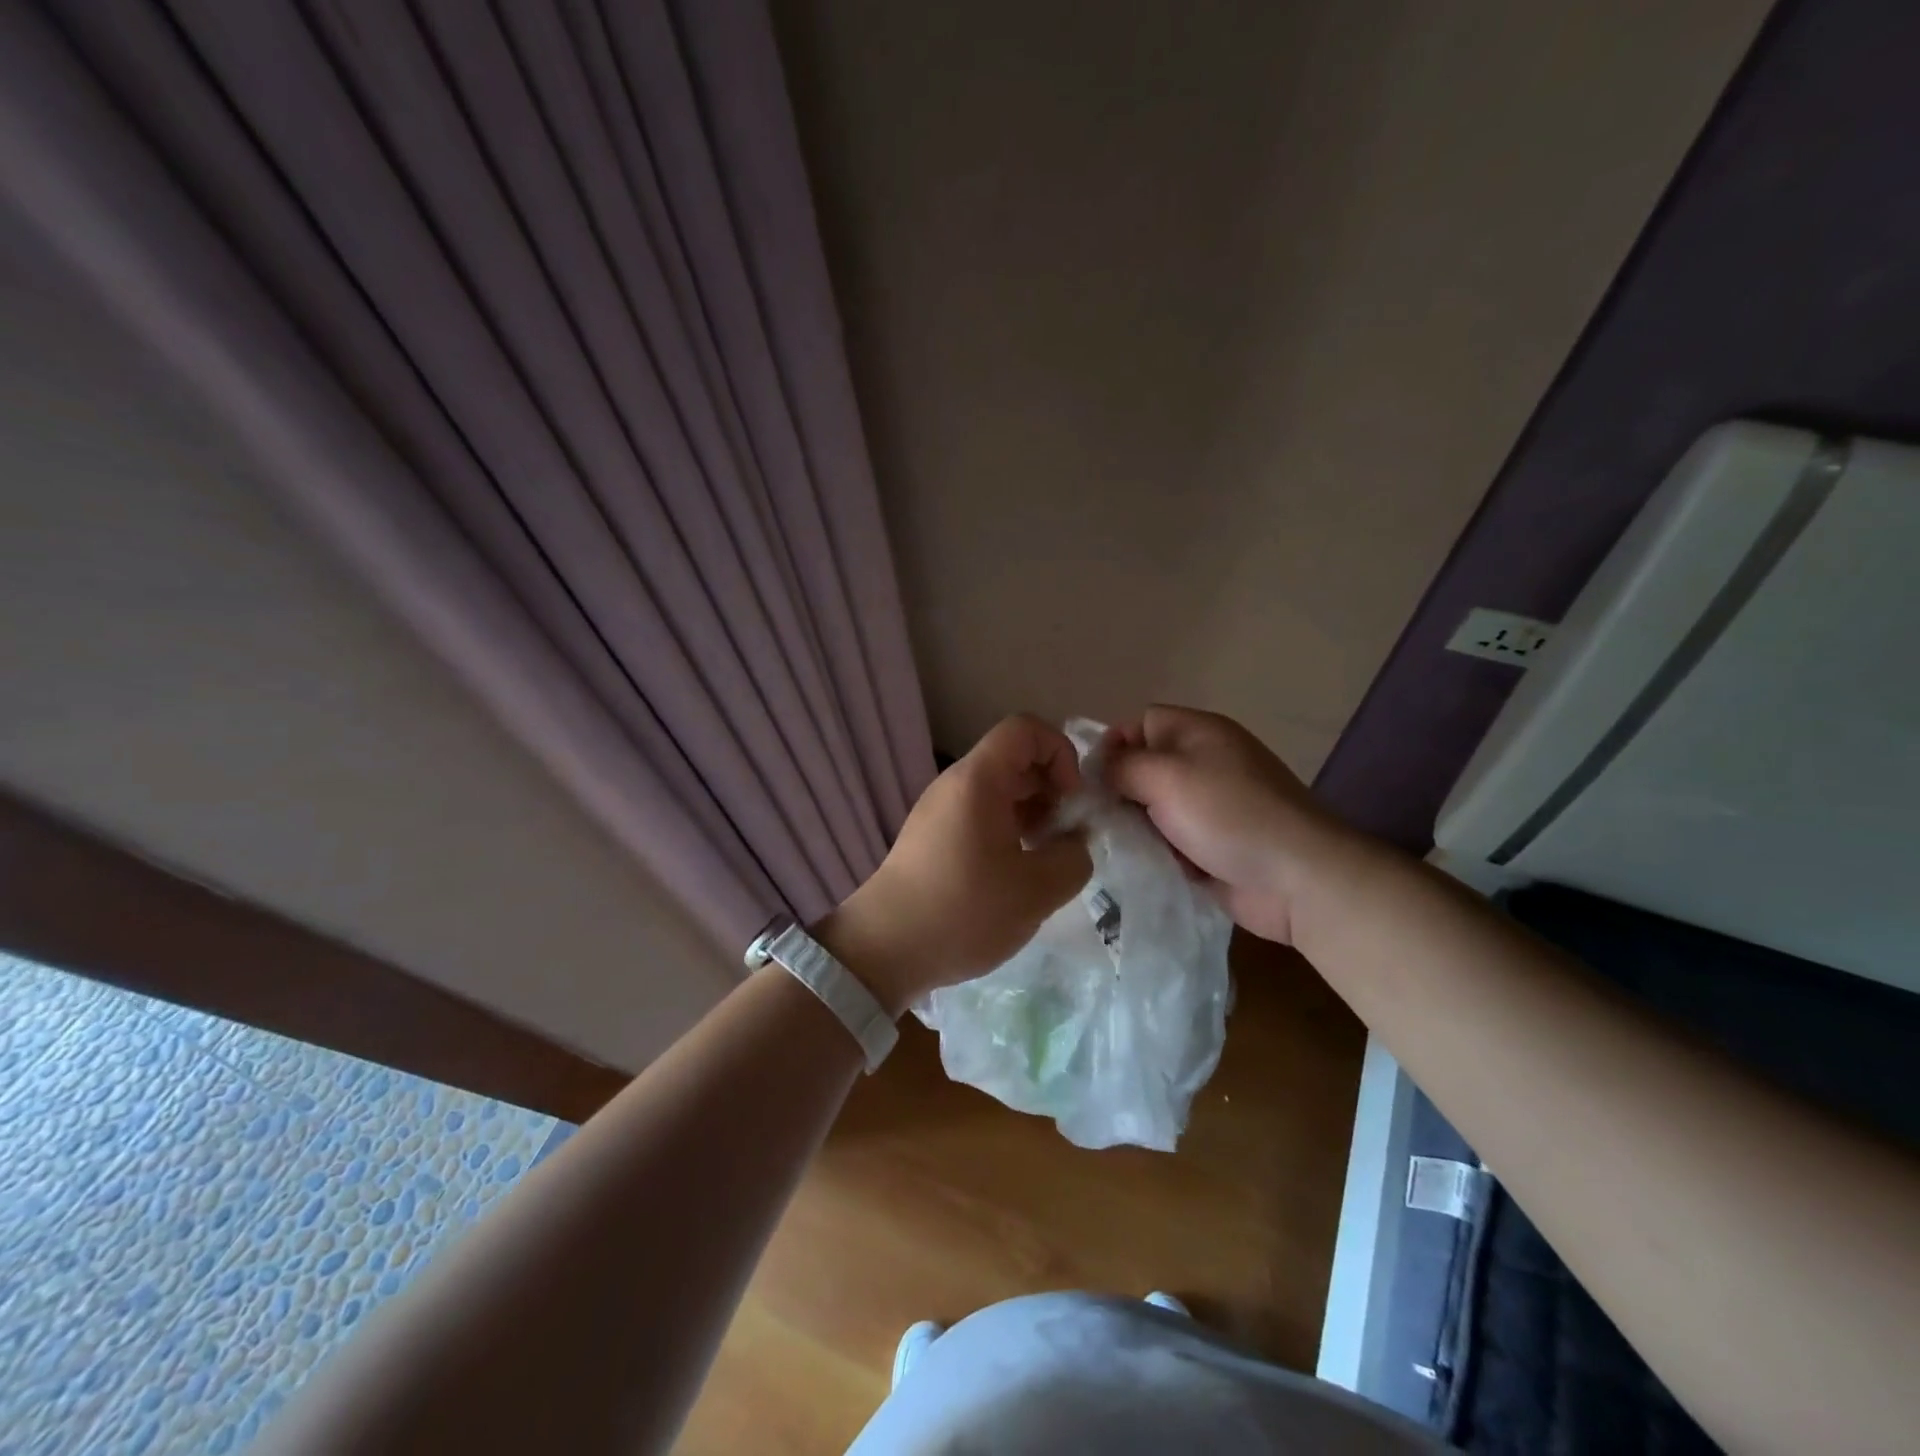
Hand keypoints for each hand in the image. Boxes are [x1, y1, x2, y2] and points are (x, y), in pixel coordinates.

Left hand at [817, 715, 1092, 1013]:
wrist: (885, 949)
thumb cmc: (964, 911)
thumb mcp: (1038, 890)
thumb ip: (1074, 857)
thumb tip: (1074, 842)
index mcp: (978, 780)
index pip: (1025, 729)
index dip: (1060, 752)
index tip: (1071, 800)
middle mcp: (955, 784)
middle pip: (1014, 759)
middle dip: (1051, 789)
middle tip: (1066, 836)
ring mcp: (939, 810)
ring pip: (998, 790)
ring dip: (1032, 814)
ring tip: (1045, 860)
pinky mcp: (932, 837)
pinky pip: (979, 814)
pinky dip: (1008, 831)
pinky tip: (1016, 874)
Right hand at [1105, 705, 1355, 943]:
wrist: (1296, 879)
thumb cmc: (1229, 815)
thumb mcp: (1167, 777)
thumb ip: (1123, 766)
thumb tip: (1099, 769)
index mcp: (1199, 733)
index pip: (1141, 723)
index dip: (1114, 745)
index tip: (1095, 780)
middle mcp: (1204, 763)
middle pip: (1144, 767)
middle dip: (1119, 792)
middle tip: (1098, 818)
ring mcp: (1209, 807)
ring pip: (1151, 808)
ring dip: (1134, 826)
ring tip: (1115, 845)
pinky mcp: (1210, 845)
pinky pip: (1167, 840)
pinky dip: (1153, 851)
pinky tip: (1139, 864)